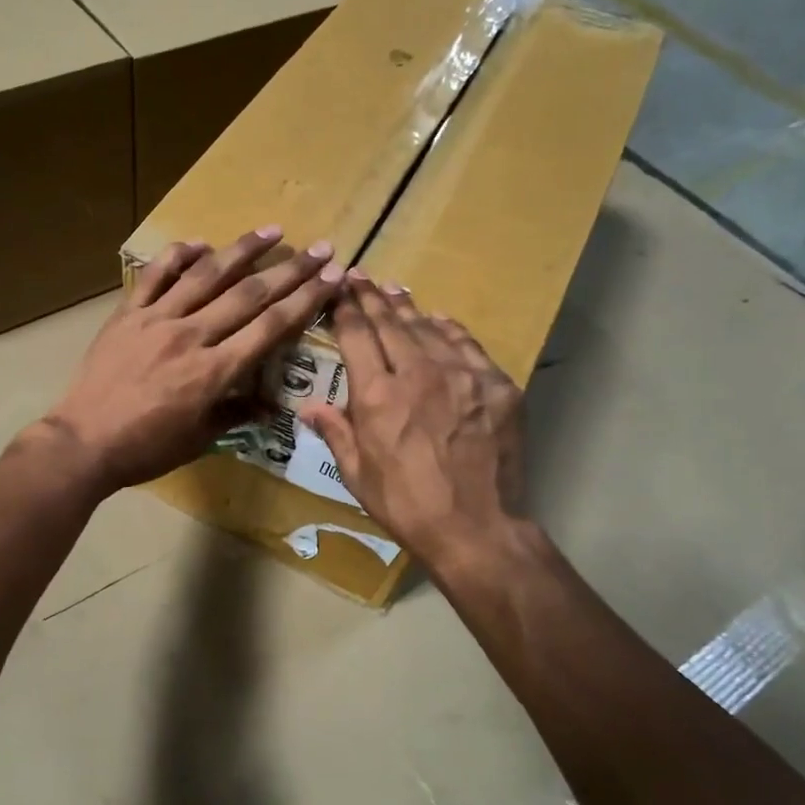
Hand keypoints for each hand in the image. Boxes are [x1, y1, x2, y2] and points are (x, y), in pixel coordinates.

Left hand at [42, 228, 344, 496]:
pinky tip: (200, 242)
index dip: (304, 301)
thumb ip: (235, 414)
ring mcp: (157, 320)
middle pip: (248, 295)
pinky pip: (155, 277)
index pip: (269, 328)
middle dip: (289, 271)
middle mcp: (191, 336)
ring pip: (206, 276)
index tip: (331, 278)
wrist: (83, 442)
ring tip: (272, 230)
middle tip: (320, 248)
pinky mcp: (127, 314)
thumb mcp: (198, 440)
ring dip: (242, 251)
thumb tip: (270, 406)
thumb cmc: (145, 448)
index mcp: (213, 372)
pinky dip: (178, 256)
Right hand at [299, 277, 527, 572]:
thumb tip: (308, 407)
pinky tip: (439, 320)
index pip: (357, 336)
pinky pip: (467, 345)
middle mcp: (418, 372)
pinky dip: (449, 329)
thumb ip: (335, 431)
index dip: (345, 309)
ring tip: (393, 290)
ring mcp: (462, 375)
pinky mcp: (495, 386)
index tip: (338, 289)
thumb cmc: (406, 505)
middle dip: (371, 297)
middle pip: (391, 323)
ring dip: (407, 308)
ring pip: (429, 328)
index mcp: (377, 394)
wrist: (476, 527)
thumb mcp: (357, 474)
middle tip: (360, 276)